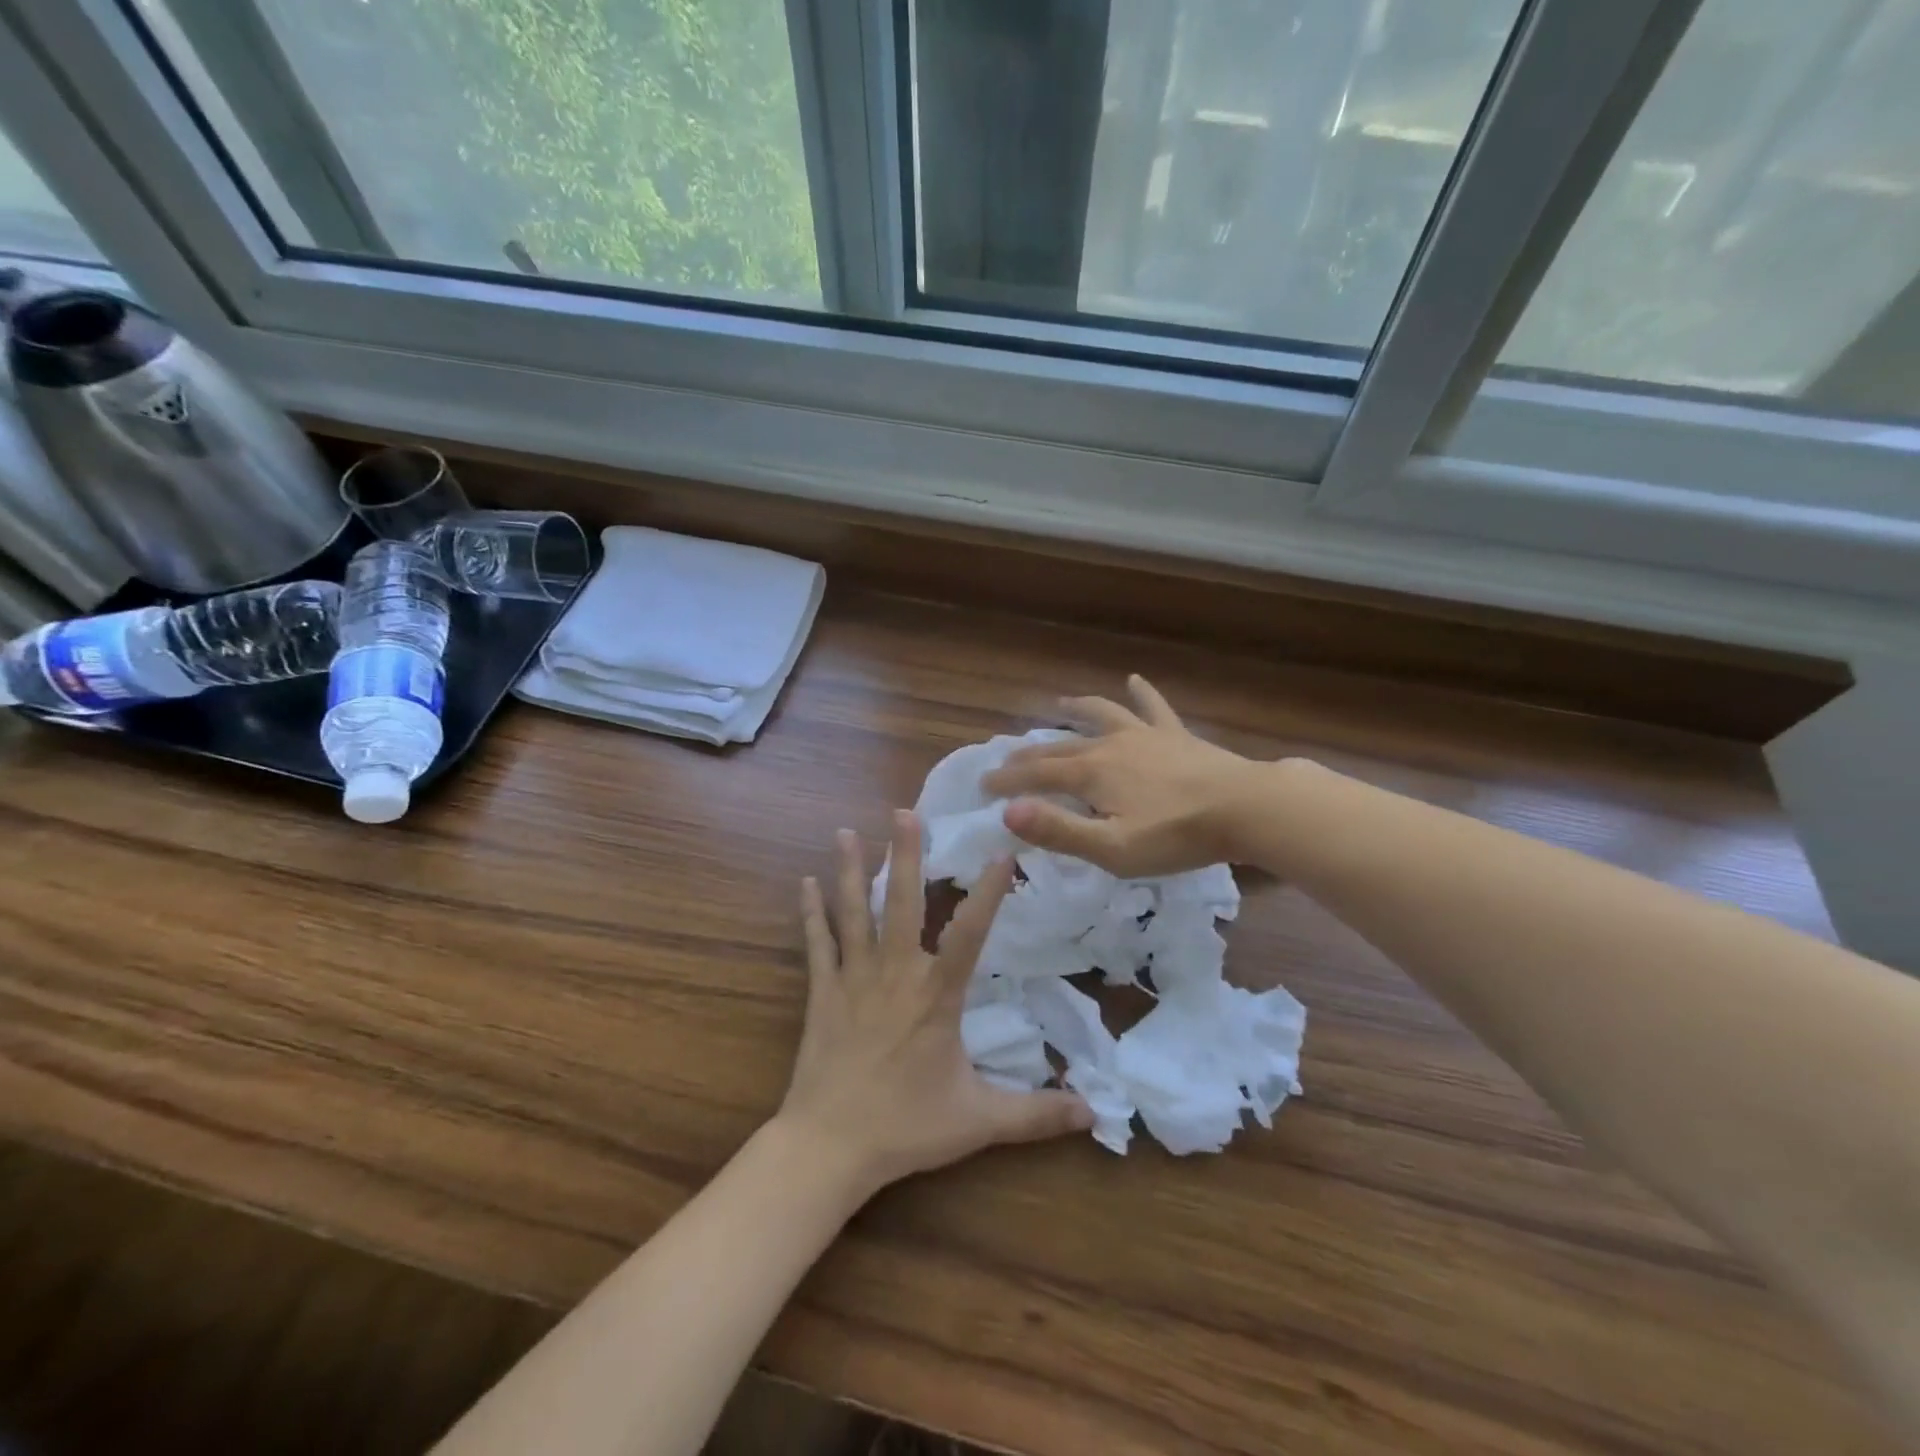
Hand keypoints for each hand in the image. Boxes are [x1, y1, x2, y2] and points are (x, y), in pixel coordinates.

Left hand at [780, 812, 1093, 1197]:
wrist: (829, 1147)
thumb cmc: (906, 1128)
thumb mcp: (980, 1121)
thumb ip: (1036, 1113)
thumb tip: (1094, 1113)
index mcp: (936, 995)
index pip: (970, 933)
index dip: (988, 892)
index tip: (1002, 852)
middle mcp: (895, 974)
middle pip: (901, 903)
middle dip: (905, 855)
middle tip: (904, 812)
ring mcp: (853, 979)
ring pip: (853, 913)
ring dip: (850, 871)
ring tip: (845, 832)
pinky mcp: (822, 993)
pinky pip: (817, 944)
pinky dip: (811, 913)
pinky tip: (805, 883)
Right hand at [982, 675, 1263, 876]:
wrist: (1244, 808)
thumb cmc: (1175, 835)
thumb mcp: (1111, 848)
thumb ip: (1058, 830)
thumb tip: (1007, 812)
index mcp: (1091, 774)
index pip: (1037, 775)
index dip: (1008, 781)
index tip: (984, 786)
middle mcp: (1110, 746)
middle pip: (1061, 747)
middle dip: (1030, 755)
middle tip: (1007, 761)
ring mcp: (1144, 736)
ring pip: (1101, 715)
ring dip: (1077, 710)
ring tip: (1060, 704)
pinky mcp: (1175, 736)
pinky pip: (1153, 708)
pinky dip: (1141, 694)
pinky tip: (1135, 680)